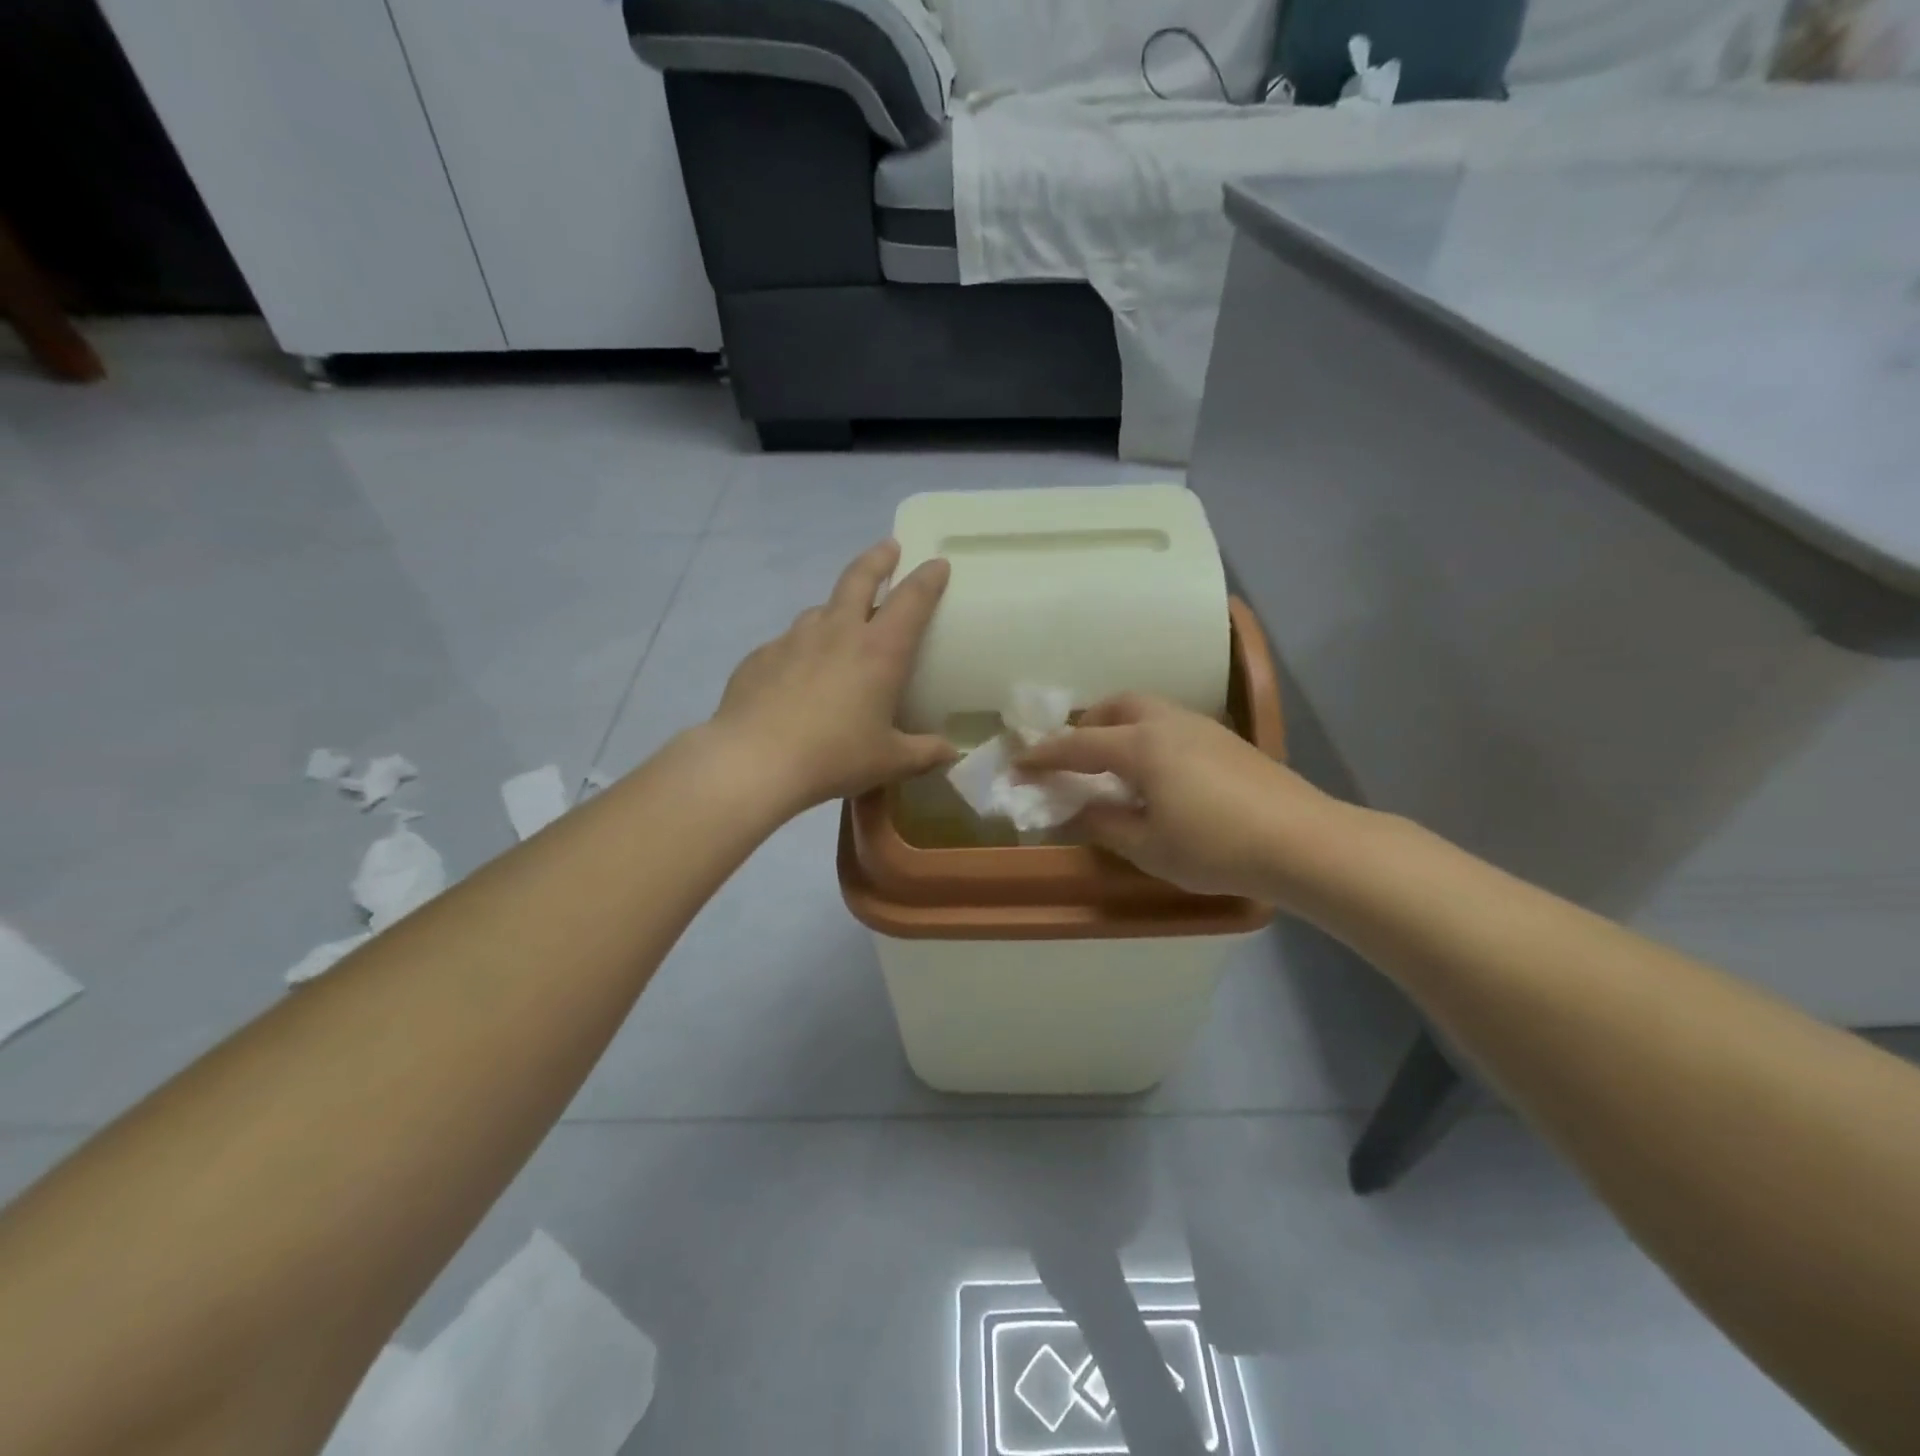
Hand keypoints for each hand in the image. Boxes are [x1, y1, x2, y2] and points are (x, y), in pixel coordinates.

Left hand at [708, 540, 955, 813]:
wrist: (754, 762)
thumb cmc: (834, 757)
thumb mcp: (889, 761)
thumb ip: (926, 753)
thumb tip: (953, 753)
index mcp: (879, 650)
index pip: (911, 599)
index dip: (928, 578)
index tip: (938, 564)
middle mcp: (837, 632)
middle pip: (859, 578)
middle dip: (878, 559)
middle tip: (889, 548)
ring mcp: (794, 640)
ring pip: (821, 609)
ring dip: (837, 606)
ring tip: (843, 620)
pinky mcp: (761, 656)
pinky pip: (789, 642)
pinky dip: (803, 647)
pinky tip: (799, 672)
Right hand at [1018, 693, 1344, 902]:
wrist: (1304, 842)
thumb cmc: (1216, 847)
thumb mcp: (1148, 846)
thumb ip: (1104, 824)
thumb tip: (1075, 809)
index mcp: (1142, 746)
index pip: (1079, 744)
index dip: (1044, 756)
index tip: (1018, 764)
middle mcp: (1168, 723)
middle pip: (1116, 707)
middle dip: (1087, 726)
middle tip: (1074, 758)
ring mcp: (1203, 727)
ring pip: (1148, 710)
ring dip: (1120, 727)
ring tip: (1115, 766)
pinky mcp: (1227, 740)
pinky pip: (1171, 724)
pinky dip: (1148, 737)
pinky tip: (1158, 774)